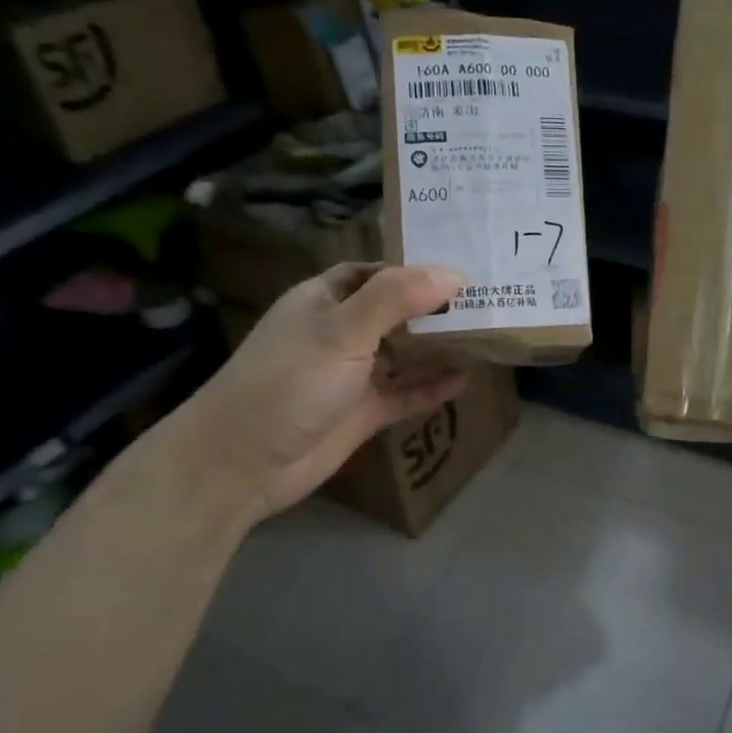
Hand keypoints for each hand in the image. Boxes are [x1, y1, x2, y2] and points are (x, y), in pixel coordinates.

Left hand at [179, 263, 468, 520]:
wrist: (242, 464)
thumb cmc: (289, 382)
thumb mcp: (342, 331)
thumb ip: (397, 299)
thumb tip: (454, 274)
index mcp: (326, 300)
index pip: (376, 273)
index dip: (415, 269)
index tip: (463, 268)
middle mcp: (340, 333)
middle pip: (397, 313)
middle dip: (436, 308)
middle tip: (488, 301)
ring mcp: (352, 375)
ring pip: (405, 354)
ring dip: (439, 347)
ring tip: (487, 336)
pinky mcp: (363, 412)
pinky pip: (406, 393)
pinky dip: (433, 387)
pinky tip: (466, 379)